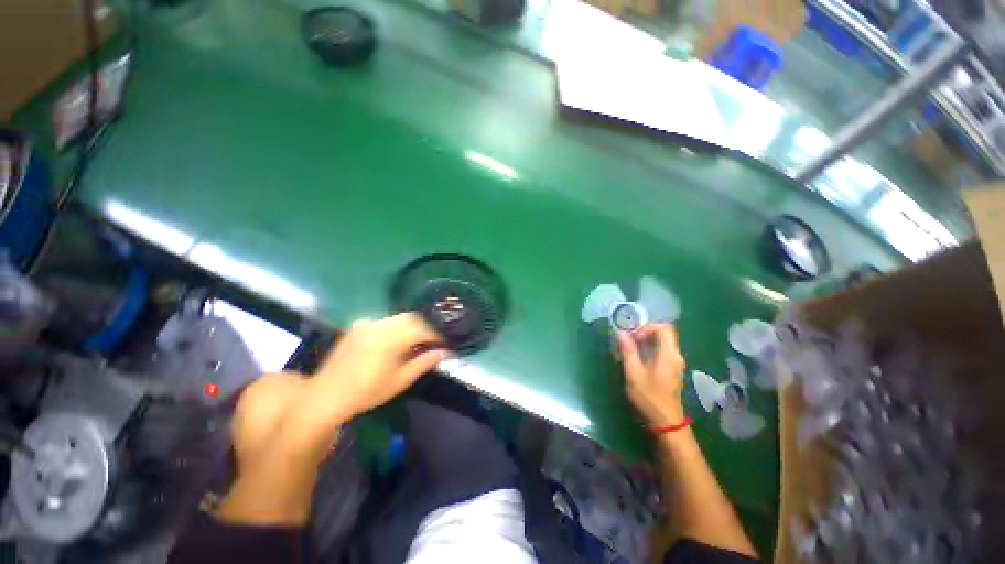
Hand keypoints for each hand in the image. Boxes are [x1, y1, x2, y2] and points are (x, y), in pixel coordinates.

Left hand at [217, 313, 445, 525]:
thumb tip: (444, 352)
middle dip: (427, 326)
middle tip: (437, 338)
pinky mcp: (358, 326)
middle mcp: (378, 325)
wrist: (324, 397)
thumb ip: (423, 363)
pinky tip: (400, 339)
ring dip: (414, 325)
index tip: (447, 340)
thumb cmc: (364, 394)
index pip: (422, 328)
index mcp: (389, 340)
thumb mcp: (399, 381)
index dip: (437, 333)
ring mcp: (367, 324)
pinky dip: (399, 326)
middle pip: (412, 317)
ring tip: (421, 338)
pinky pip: (386, 320)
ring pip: (400, 317)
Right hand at [618, 324, 686, 426]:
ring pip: (663, 343)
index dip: (648, 327)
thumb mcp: (633, 373)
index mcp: (668, 354)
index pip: (664, 328)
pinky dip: (651, 349)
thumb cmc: (649, 397)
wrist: (666, 422)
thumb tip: (621, 333)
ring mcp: (676, 364)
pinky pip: (663, 351)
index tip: (634, 336)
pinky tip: (638, 359)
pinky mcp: (673, 370)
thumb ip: (628, 351)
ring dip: (647, 341)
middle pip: (664, 334)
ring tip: (630, 349)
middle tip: (629, 341)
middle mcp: (676, 356)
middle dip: (645, 333)